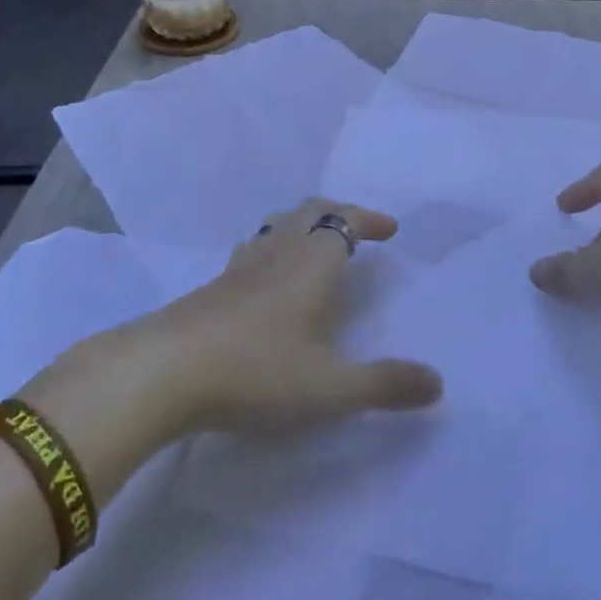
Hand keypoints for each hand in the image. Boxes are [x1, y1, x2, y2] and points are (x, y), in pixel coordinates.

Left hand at [66, 200, 442, 442]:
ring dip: (303, 227)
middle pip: (309, 212)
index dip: (368, 220)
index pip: (344, 222)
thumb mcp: (330, 387)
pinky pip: (254, 252)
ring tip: (315, 248)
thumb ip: (384, 385)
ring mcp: (240, 268)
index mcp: (311, 264)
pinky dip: (274, 251)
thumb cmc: (256, 370)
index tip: (389, 229)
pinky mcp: (212, 288)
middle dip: (337, 213)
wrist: (163, 371)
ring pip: (277, 228)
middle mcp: (277, 254)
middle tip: (357, 230)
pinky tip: (268, 284)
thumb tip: (438, 383)